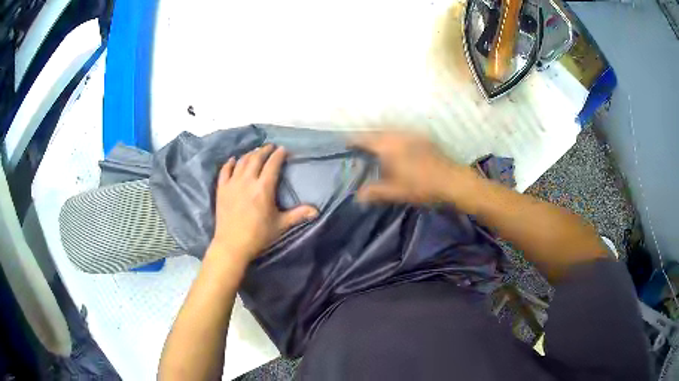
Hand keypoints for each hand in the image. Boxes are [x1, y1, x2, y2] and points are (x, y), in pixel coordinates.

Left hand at [210, 145, 317, 262]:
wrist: (232, 245)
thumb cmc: (258, 236)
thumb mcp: (280, 225)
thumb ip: (298, 215)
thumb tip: (316, 211)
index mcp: (263, 188)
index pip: (272, 165)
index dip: (279, 155)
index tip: (283, 149)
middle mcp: (247, 181)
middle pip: (256, 158)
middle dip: (264, 150)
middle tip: (270, 147)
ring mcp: (232, 184)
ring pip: (242, 162)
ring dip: (250, 154)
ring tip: (256, 152)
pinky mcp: (221, 189)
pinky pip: (225, 171)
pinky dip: (230, 163)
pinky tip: (234, 159)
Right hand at [353, 132, 478, 203]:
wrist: (452, 181)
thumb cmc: (421, 187)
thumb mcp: (395, 192)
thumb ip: (374, 192)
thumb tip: (357, 196)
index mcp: (388, 146)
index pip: (365, 139)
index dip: (354, 140)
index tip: (346, 143)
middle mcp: (399, 135)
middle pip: (377, 130)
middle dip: (367, 135)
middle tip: (360, 143)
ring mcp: (412, 134)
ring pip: (391, 129)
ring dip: (381, 133)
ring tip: (377, 142)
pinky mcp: (423, 137)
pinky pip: (403, 131)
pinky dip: (395, 135)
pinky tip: (398, 143)